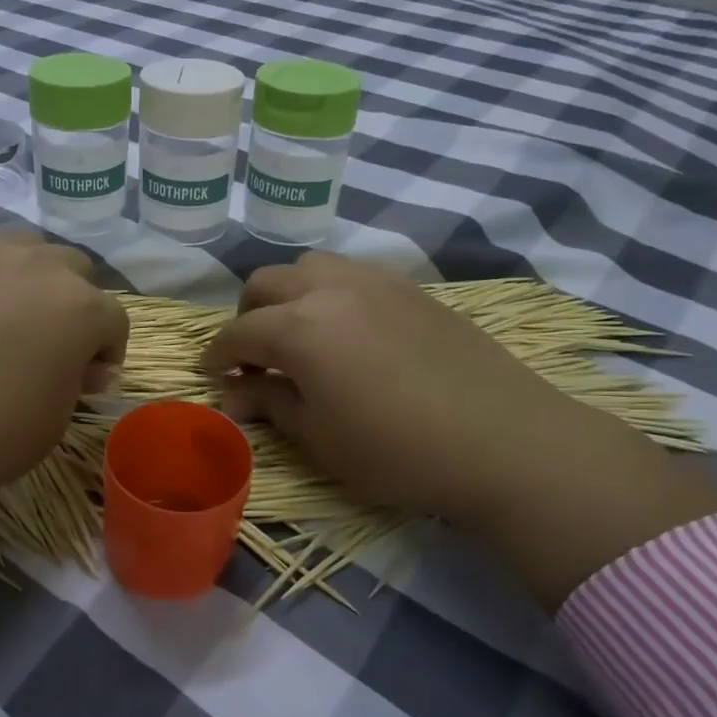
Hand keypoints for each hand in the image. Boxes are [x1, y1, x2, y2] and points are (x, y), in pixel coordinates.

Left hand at [0, 220, 127, 581]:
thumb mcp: (57, 420)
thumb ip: (78, 380)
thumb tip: (81, 364)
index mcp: (82, 307)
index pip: (114, 319)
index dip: (107, 351)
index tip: (89, 380)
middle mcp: (41, 266)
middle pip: (77, 270)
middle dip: (76, 304)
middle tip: (54, 344)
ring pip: (29, 244)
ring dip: (35, 273)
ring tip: (14, 309)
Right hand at [203, 252, 716, 609]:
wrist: (505, 441)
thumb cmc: (398, 451)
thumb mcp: (320, 438)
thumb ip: (269, 404)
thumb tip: (232, 393)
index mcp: (299, 327)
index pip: (238, 333)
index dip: (217, 354)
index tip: (211, 374)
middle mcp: (329, 289)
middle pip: (265, 283)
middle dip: (247, 316)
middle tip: (255, 356)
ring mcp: (374, 281)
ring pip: (309, 266)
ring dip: (288, 294)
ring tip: (299, 334)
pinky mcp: (410, 288)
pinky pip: (351, 273)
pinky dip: (329, 292)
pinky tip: (347, 331)